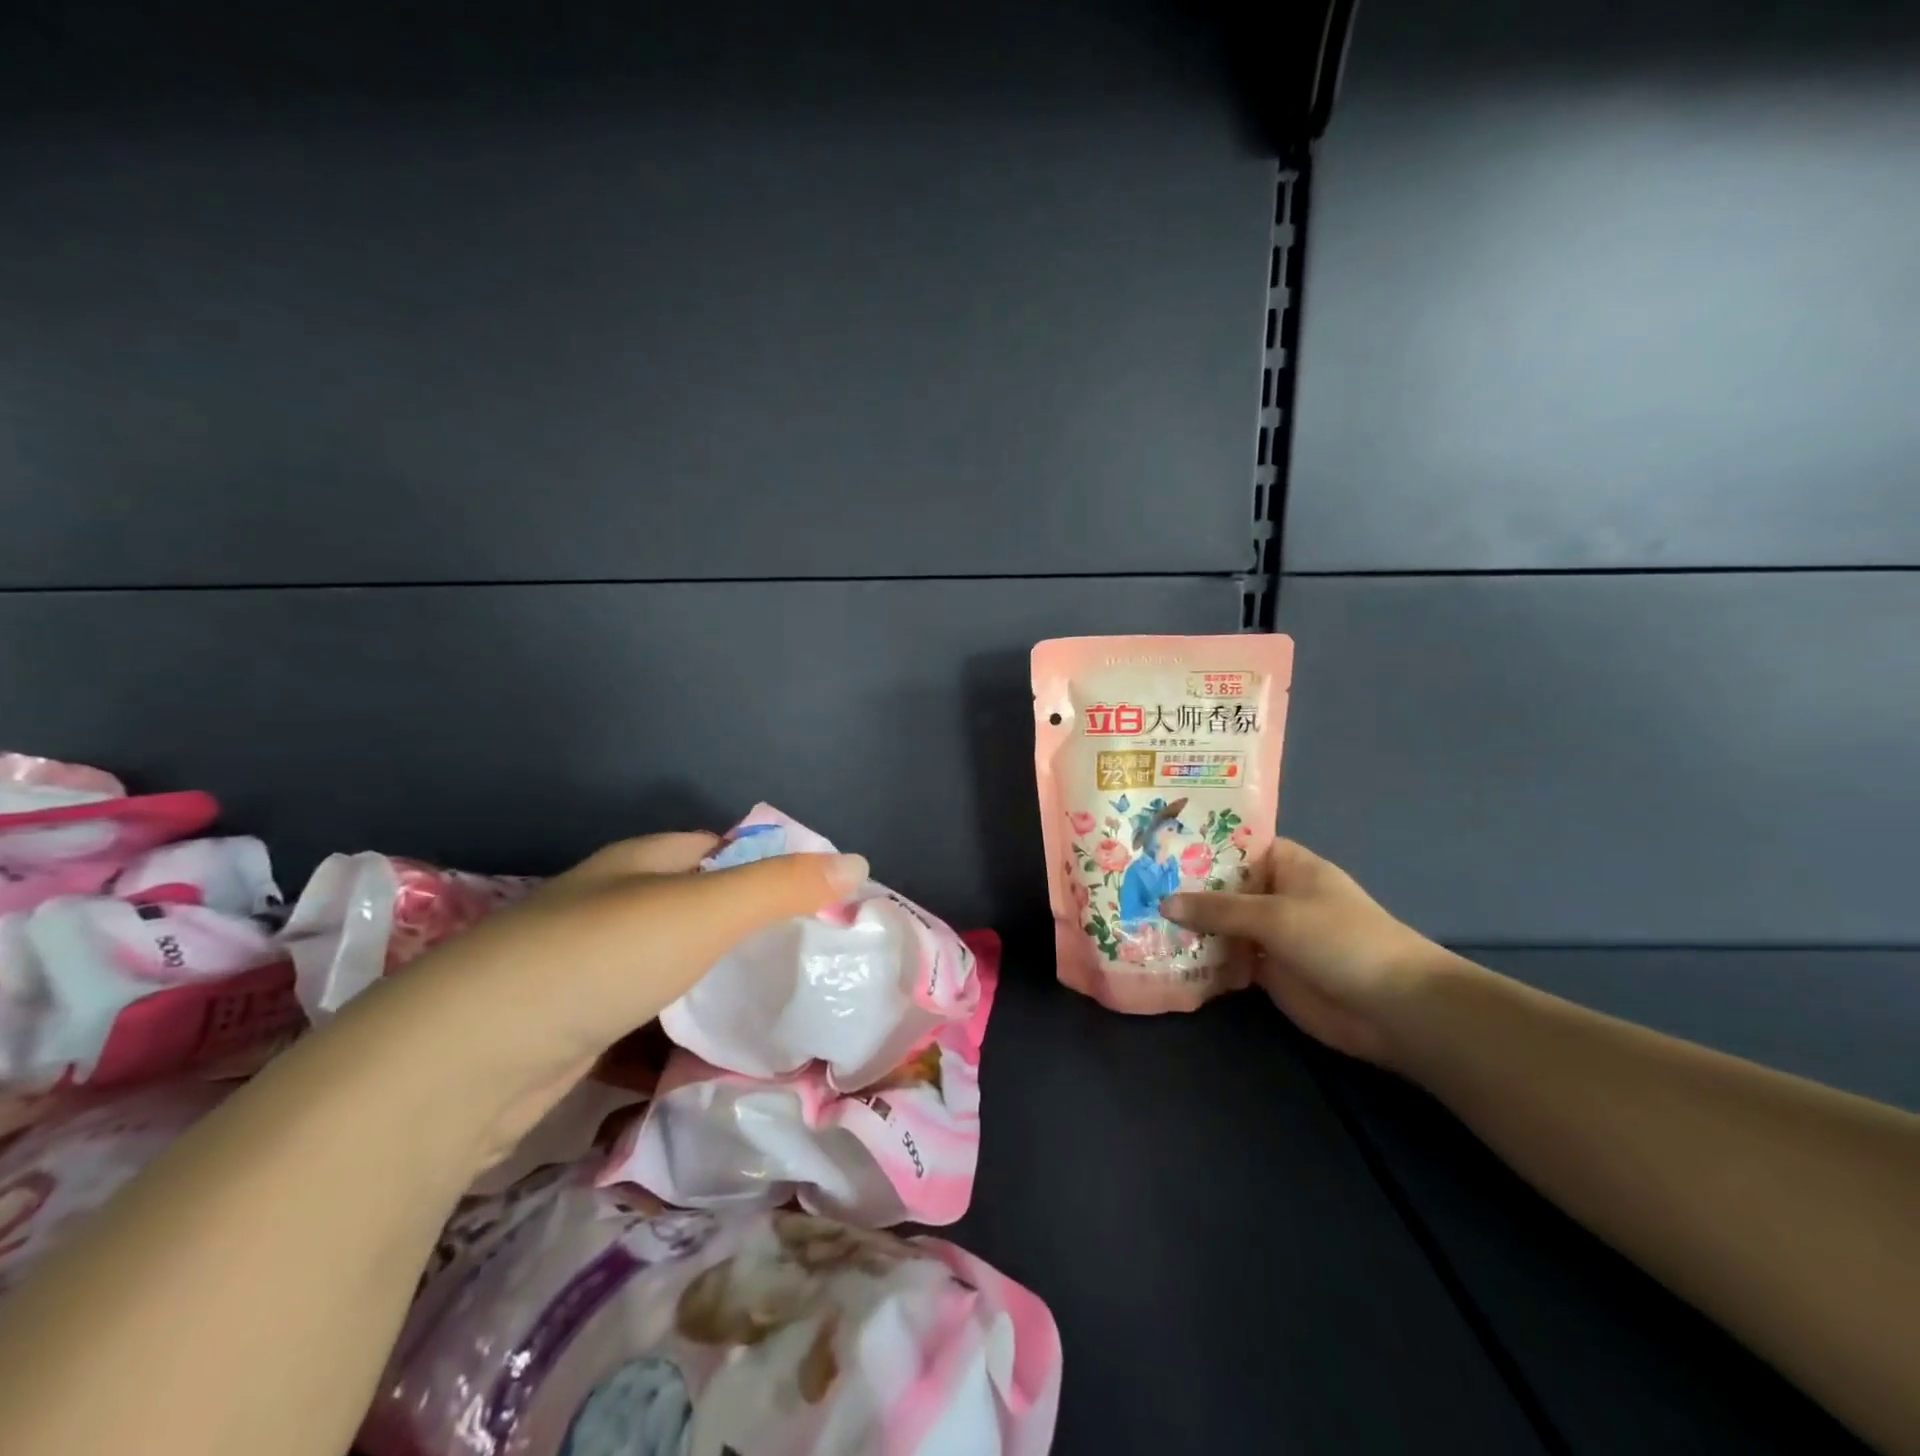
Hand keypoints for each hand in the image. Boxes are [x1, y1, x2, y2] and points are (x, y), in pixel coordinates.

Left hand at [336, 832, 867, 1168]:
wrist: (463, 1063)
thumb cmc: (597, 959)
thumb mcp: (705, 912)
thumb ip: (782, 887)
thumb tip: (859, 863)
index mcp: (642, 863)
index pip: (724, 847)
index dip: (774, 864)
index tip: (822, 899)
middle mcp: (614, 905)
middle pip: (701, 907)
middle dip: (752, 928)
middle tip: (811, 959)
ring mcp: (590, 969)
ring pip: (675, 967)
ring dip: (718, 984)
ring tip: (779, 1008)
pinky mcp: (574, 1029)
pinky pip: (648, 1020)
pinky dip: (681, 1032)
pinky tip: (714, 1056)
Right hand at [1162, 838, 1447, 1068]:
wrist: (1393, 1009)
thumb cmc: (1340, 940)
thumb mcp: (1275, 915)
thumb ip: (1218, 909)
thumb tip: (1163, 903)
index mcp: (1286, 865)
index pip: (1234, 844)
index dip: (1198, 841)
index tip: (1154, 842)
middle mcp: (1275, 894)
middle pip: (1222, 886)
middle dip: (1183, 886)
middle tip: (1131, 881)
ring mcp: (1271, 934)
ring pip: (1221, 923)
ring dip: (1188, 924)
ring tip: (1134, 916)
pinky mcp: (1267, 971)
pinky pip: (1227, 958)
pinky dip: (1201, 958)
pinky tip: (1163, 955)